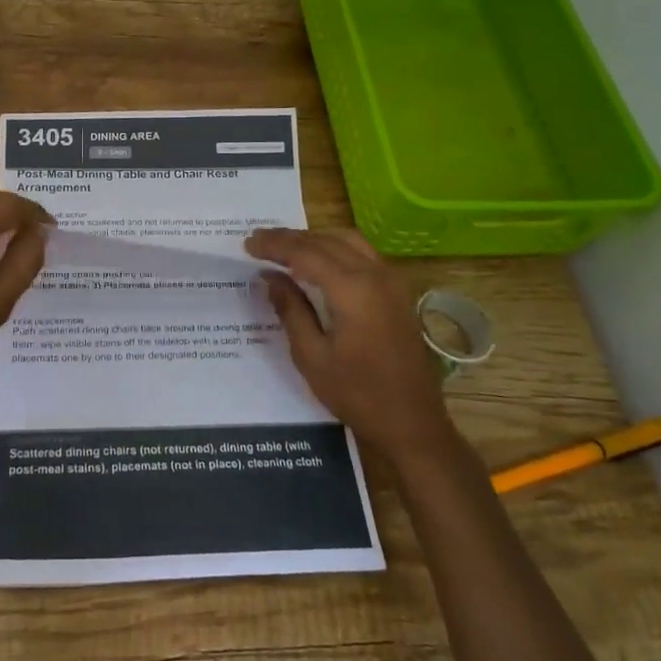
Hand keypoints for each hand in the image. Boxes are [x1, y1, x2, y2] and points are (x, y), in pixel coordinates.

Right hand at [245, 227, 461, 467]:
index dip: (274, 245)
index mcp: (352, 289)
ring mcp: (391, 281)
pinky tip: (318, 261)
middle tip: (259, 241)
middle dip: (290, 238)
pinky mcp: (397, 291)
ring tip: (285, 247)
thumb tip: (270, 277)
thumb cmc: (357, 394)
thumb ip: (290, 309)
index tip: (247, 244)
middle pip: (326, 240)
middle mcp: (375, 275)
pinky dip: (335, 247)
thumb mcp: (312, 356)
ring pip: (347, 240)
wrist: (412, 422)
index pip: (305, 253)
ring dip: (314, 239)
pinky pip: (362, 253)